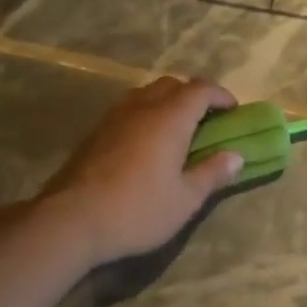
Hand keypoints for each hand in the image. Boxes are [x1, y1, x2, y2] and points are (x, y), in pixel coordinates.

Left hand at [42, 76, 242, 264]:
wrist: (71, 221)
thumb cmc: (138, 209)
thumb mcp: (186, 199)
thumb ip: (212, 173)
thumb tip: (236, 156)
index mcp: (169, 118)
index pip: (200, 90)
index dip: (220, 96)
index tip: (234, 111)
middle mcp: (141, 108)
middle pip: (171, 85)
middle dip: (193, 95)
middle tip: (207, 119)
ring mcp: (113, 118)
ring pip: (146, 94)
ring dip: (167, 103)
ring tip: (177, 129)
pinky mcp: (94, 134)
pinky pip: (128, 110)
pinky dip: (146, 115)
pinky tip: (147, 144)